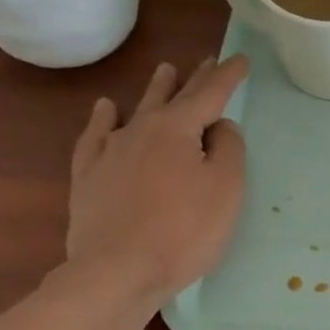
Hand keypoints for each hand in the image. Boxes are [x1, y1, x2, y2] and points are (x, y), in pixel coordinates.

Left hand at [64, 55, 249, 319]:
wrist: (118, 270)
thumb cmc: (184, 231)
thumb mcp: (225, 190)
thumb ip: (228, 150)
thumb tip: (219, 126)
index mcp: (178, 129)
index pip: (209, 95)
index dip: (227, 76)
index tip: (240, 59)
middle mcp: (141, 130)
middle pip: (172, 97)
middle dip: (193, 79)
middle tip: (204, 61)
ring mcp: (110, 151)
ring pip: (136, 110)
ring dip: (154, 90)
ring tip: (163, 71)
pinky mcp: (88, 176)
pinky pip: (96, 136)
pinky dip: (104, 119)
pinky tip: (107, 110)